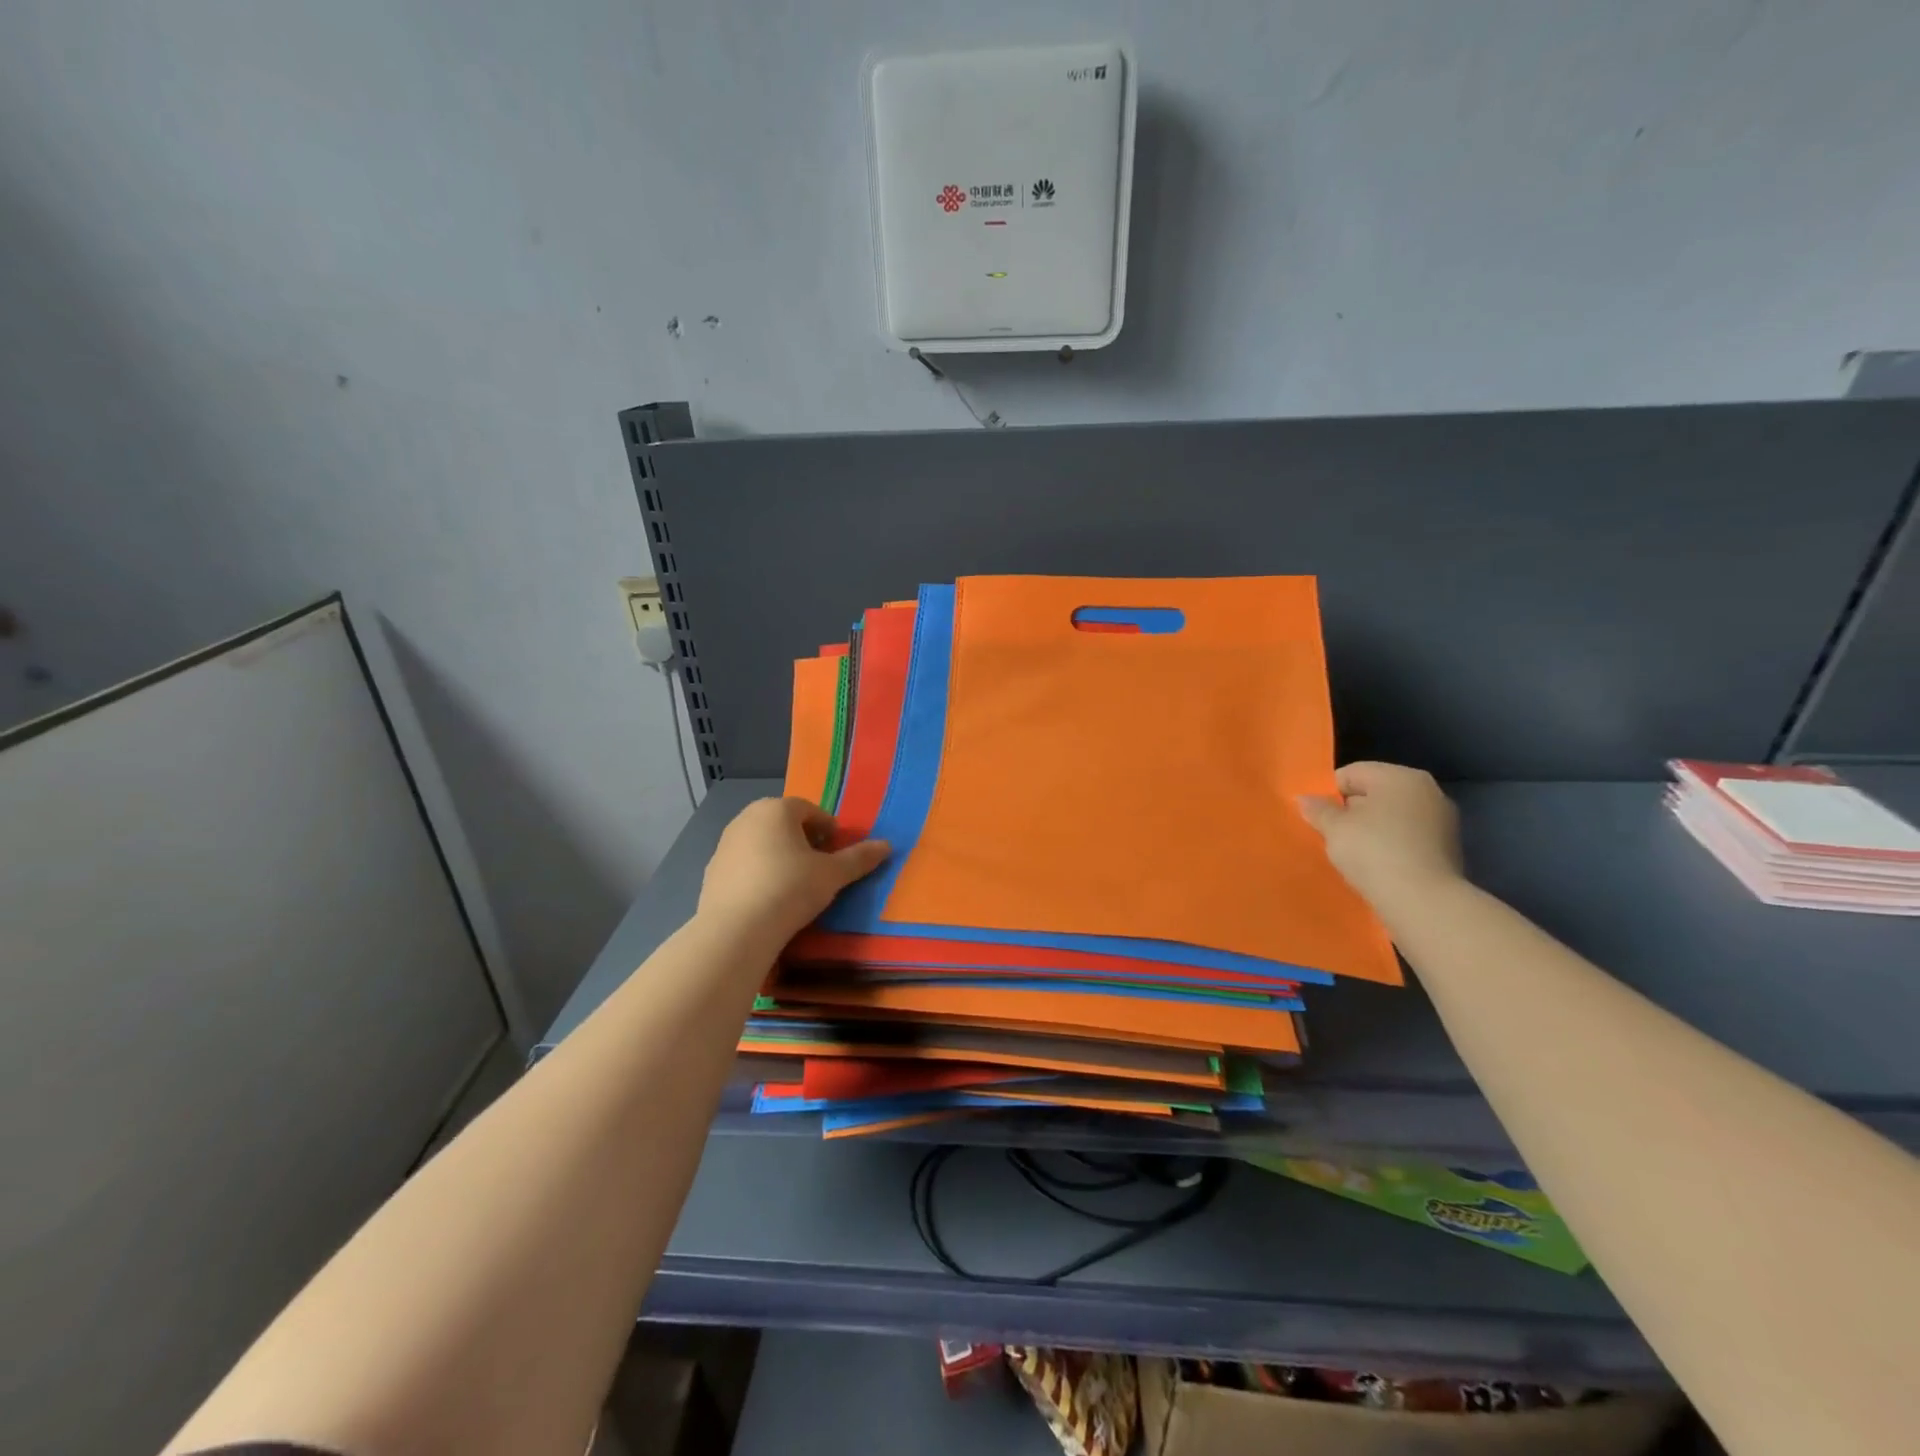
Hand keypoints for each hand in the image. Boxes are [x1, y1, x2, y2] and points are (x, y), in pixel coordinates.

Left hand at [697, 797, 890, 942]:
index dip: (828, 829)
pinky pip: (744, 865)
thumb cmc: (790, 889)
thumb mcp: (832, 875)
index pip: (810, 810)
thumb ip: (859, 858)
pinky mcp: (712, 871)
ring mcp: (725, 844)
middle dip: (803, 840)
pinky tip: (769, 899)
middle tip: (820, 866)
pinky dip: (759, 873)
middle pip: (783, 823)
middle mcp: (746, 818)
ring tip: (795, 884)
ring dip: (780, 856)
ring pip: (762, 843)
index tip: (837, 851)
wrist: (736, 930)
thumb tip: (887, 846)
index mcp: (776, 809)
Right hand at [1298, 762, 1462, 907]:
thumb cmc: (1373, 852)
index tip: (1317, 817)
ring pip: (1392, 817)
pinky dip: (1390, 846)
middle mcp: (1427, 791)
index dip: (1329, 793)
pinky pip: (1407, 838)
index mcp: (1400, 776)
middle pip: (1375, 793)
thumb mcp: (1334, 828)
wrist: (1422, 901)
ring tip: (1353, 853)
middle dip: (1352, 811)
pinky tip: (1377, 865)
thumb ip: (1318, 809)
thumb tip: (1305, 799)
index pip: (1352, 773)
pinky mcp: (1448, 849)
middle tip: (1332, 835)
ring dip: (1372, 829)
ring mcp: (1443, 820)